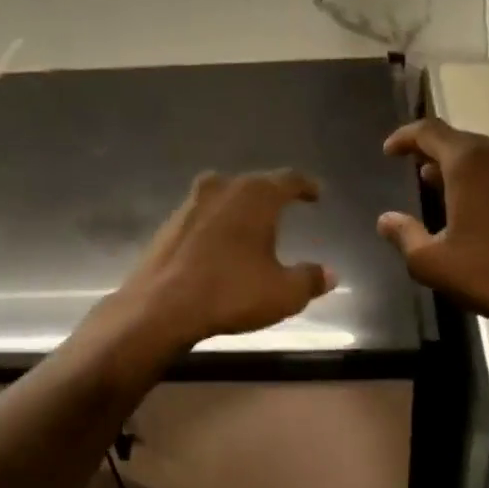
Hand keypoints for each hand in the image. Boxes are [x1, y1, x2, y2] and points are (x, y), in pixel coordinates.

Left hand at [110, 169, 335, 355]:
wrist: (159, 307)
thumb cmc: (230, 293)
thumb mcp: (283, 293)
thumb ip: (310, 279)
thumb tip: (330, 274)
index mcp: (255, 195)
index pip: (289, 179)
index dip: (306, 186)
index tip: (316, 193)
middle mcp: (222, 188)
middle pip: (254, 184)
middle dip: (272, 195)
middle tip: (286, 207)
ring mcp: (190, 203)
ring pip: (225, 197)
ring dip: (241, 209)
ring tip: (253, 226)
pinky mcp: (169, 224)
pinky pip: (203, 216)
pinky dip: (217, 225)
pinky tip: (220, 245)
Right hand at [377, 119, 488, 335]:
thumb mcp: (432, 262)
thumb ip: (404, 235)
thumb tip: (386, 220)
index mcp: (469, 161)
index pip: (429, 131)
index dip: (405, 137)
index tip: (390, 151)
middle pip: (458, 141)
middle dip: (433, 154)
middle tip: (416, 175)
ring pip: (486, 155)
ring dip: (462, 168)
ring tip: (445, 192)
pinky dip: (488, 180)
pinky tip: (482, 209)